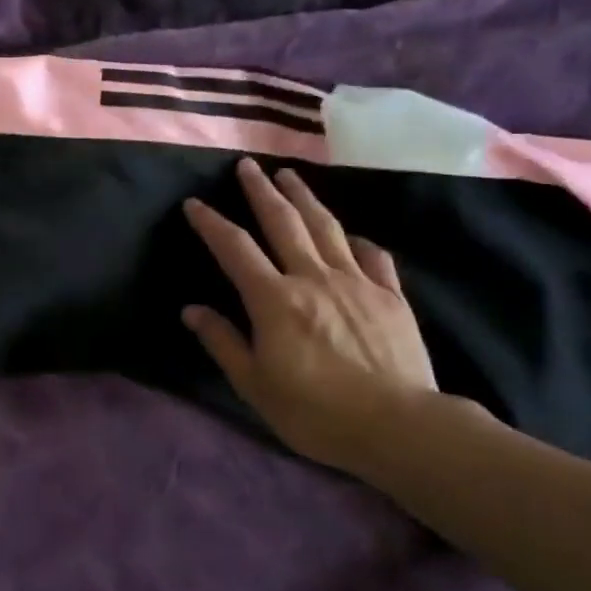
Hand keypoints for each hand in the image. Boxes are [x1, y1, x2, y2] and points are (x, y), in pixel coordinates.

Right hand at [182, 158, 438, 475]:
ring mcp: (356, 282)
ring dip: (305, 197)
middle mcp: (313, 278)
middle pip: (283, 222)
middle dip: (261, 190)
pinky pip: (372, 256)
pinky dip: (356, 240)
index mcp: (275, 300)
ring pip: (327, 227)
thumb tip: (192, 310)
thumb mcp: (255, 385)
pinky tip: (350, 235)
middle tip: (247, 165)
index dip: (211, 223)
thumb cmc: (315, 412)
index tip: (194, 203)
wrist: (398, 426)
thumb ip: (223, 342)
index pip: (235, 249)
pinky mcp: (390, 295)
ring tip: (290, 174)